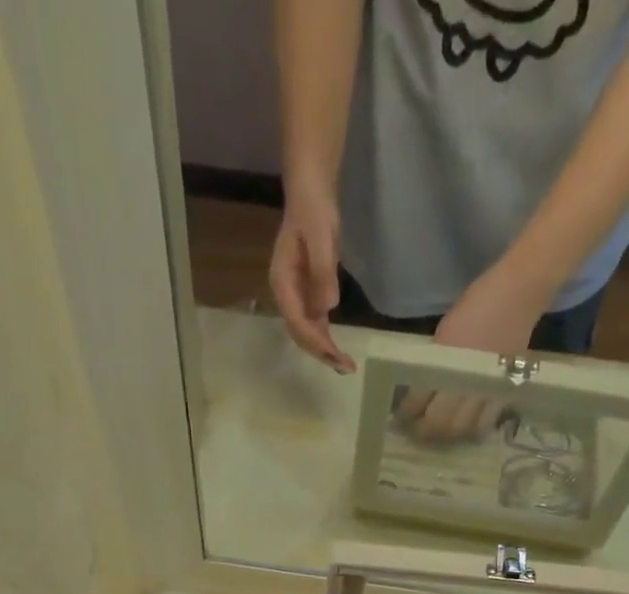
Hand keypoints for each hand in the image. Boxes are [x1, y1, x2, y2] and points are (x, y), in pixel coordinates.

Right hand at [269, 180, 354, 373]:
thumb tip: (327, 308)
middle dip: (321, 351)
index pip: (297, 321)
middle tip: (345, 367)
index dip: (316, 341)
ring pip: (307, 331)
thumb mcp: (321, 236)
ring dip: (324, 349)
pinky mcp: (307, 293)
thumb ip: (323, 272)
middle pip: (300, 332)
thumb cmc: (313, 210)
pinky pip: (314, 322)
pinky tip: (338, 349)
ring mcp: (296, 295)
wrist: (311, 192)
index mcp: (282, 282)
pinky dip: (325, 337)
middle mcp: (286, 294)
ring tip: (344, 365)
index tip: (335, 355)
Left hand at [397, 265, 546, 441]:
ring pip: (460, 428)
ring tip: (440, 432)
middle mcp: (462, 381)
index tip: (401, 417)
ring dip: (446, 434)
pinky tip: (466, 427)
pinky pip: (485, 423)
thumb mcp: (444, 334)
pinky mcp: (503, 393)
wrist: (517, 296)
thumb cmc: (476, 307)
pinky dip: (472, 430)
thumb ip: (433, 365)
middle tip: (417, 430)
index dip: (406, 413)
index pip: (416, 402)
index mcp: (443, 363)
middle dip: (423, 430)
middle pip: (437, 422)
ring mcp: (484, 390)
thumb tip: (419, 389)